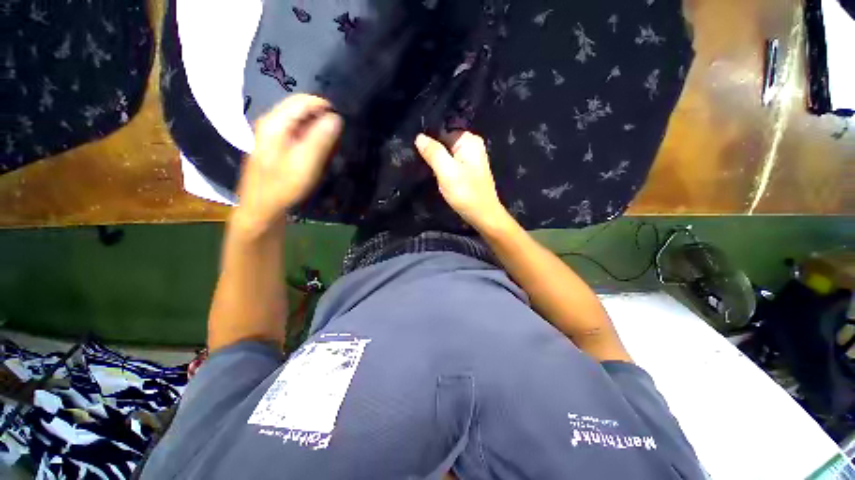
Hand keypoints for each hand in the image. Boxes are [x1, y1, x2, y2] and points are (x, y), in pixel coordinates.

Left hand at [233, 95, 341, 234]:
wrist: (262, 207)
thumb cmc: (284, 185)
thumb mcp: (306, 162)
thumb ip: (321, 138)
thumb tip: (336, 118)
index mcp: (275, 122)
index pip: (303, 101)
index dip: (325, 106)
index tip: (343, 120)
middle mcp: (271, 123)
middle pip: (299, 108)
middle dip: (321, 116)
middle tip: (338, 133)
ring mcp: (271, 134)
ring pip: (298, 120)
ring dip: (317, 127)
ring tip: (332, 141)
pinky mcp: (274, 146)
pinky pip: (296, 132)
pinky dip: (309, 136)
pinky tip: (317, 149)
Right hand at [415, 132, 508, 231]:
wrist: (483, 215)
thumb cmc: (466, 193)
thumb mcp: (447, 172)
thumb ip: (433, 153)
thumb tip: (419, 136)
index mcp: (469, 140)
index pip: (442, 130)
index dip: (427, 139)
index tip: (413, 149)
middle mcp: (471, 145)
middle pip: (444, 141)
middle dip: (431, 150)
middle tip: (416, 159)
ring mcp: (470, 158)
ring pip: (446, 153)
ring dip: (435, 160)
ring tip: (421, 166)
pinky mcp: (467, 170)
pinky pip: (450, 162)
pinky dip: (441, 167)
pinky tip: (433, 173)